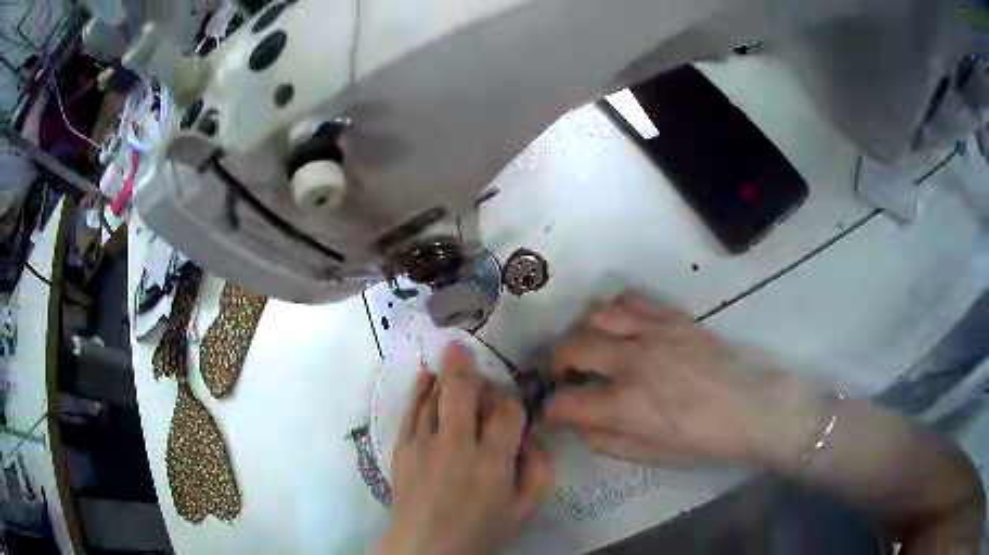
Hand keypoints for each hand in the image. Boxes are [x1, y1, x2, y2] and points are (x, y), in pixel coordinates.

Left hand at [378, 344, 552, 554]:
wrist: (426, 548)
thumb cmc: (481, 532)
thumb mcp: (524, 509)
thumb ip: (539, 470)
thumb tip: (531, 435)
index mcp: (492, 462)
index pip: (506, 411)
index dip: (511, 401)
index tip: (509, 408)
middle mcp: (457, 446)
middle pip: (464, 391)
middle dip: (474, 372)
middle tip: (479, 367)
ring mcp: (424, 444)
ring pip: (436, 395)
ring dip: (448, 374)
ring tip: (455, 357)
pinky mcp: (402, 448)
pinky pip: (410, 410)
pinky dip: (420, 389)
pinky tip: (427, 377)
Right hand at [545, 292, 825, 468]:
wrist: (756, 409)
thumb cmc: (706, 442)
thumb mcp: (651, 455)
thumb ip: (606, 440)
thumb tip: (578, 423)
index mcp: (626, 405)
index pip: (564, 402)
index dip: (551, 410)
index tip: (553, 413)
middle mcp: (632, 362)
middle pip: (571, 347)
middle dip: (556, 364)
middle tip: (566, 377)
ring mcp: (654, 333)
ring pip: (596, 314)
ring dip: (583, 332)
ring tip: (590, 348)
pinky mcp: (674, 318)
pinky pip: (632, 299)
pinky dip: (615, 309)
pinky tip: (621, 326)